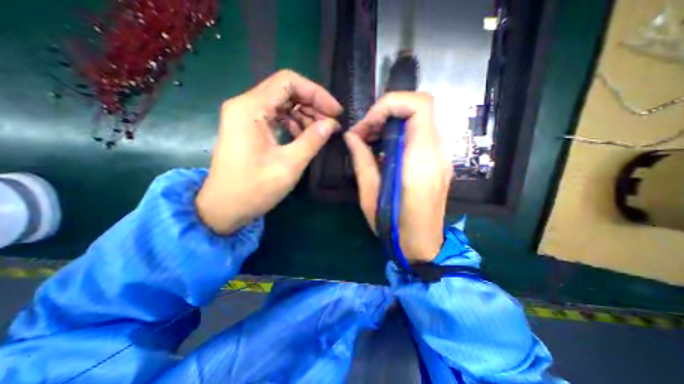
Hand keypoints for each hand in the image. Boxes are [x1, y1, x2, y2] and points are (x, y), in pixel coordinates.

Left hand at [198, 69, 340, 234]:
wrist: (224, 208)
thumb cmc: (254, 189)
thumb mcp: (289, 165)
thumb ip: (312, 140)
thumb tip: (331, 124)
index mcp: (251, 109)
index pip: (288, 82)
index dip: (316, 93)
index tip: (335, 112)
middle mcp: (245, 105)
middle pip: (286, 91)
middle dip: (312, 104)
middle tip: (331, 123)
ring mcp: (246, 117)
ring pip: (282, 103)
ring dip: (304, 114)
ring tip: (321, 131)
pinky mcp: (249, 128)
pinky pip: (276, 117)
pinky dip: (294, 123)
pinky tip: (304, 136)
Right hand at [345, 91, 451, 262]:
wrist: (423, 245)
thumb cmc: (394, 225)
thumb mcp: (370, 195)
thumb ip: (362, 161)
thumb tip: (352, 136)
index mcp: (420, 160)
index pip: (419, 105)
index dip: (391, 104)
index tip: (368, 124)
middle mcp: (436, 153)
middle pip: (421, 106)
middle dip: (387, 112)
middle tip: (365, 132)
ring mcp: (440, 157)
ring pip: (420, 119)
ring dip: (392, 122)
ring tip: (370, 141)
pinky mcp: (438, 163)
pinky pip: (420, 135)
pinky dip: (400, 133)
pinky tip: (384, 151)